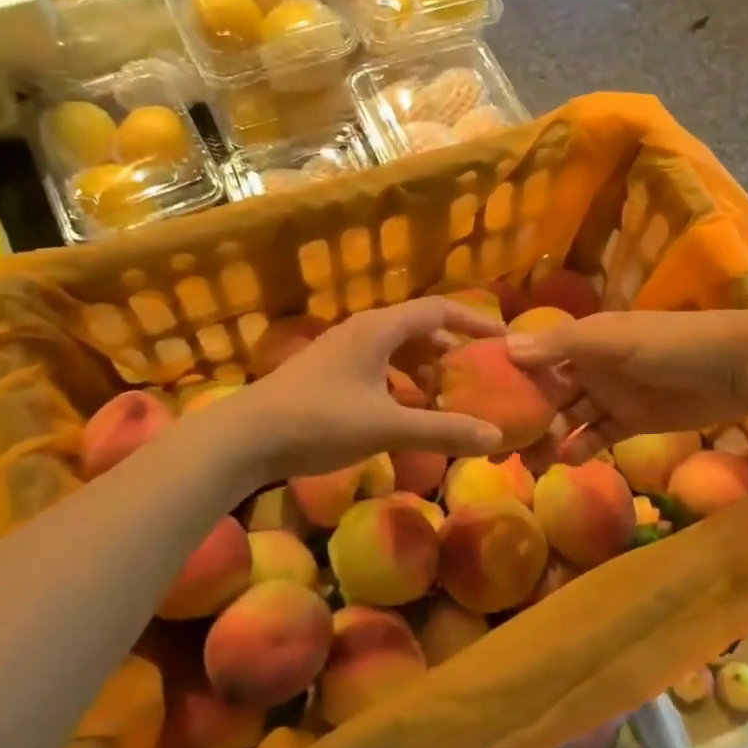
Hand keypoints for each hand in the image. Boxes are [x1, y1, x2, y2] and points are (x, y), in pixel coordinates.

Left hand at [236, 298, 506, 480]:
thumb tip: (496, 436)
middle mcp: (363, 330)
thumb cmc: (318, 422)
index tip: (503, 338)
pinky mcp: (329, 373)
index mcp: (379, 328)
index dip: (474, 320)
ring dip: (425, 368)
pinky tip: (407, 410)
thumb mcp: (386, 427)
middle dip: (451, 348)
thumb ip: (442, 430)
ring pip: (396, 349)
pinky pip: (378, 367)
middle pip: (418, 328)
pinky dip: (401, 382)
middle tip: (480, 373)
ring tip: (449, 395)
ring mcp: (342, 351)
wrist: (244, 437)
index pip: (439, 310)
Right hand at [505, 309, 747, 454]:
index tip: (479, 400)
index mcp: (584, 339)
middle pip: (549, 391)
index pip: (536, 355)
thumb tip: (506, 348)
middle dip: (525, 414)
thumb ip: (562, 345)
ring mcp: (613, 394)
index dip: (509, 375)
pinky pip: (598, 435)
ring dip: (549, 436)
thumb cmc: (674, 343)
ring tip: (528, 460)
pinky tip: (566, 461)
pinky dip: (581, 447)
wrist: (742, 366)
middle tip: (498, 445)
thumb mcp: (615, 339)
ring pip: (570, 418)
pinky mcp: (634, 422)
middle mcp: (592, 365)